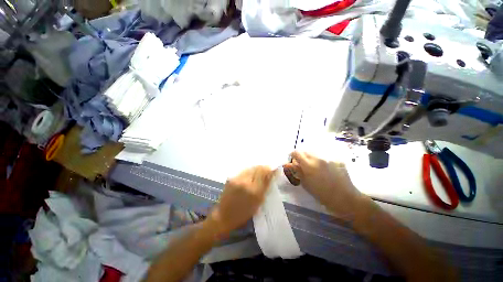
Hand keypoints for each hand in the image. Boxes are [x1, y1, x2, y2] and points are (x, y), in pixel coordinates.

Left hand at [209, 166, 273, 236]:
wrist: (224, 215)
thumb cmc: (244, 213)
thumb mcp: (258, 202)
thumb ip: (265, 186)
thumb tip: (271, 174)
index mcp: (254, 190)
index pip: (263, 173)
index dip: (269, 169)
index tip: (272, 169)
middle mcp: (245, 182)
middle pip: (257, 168)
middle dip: (263, 168)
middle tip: (267, 170)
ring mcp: (237, 179)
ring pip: (250, 168)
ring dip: (256, 169)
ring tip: (259, 172)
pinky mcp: (231, 178)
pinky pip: (243, 171)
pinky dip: (249, 171)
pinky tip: (250, 175)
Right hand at [283, 151, 364, 218]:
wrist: (345, 198)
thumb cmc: (322, 194)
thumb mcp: (306, 184)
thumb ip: (297, 171)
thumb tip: (288, 164)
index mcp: (309, 165)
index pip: (297, 152)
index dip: (293, 155)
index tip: (293, 159)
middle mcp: (318, 158)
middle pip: (306, 150)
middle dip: (302, 155)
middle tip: (303, 164)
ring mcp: (329, 157)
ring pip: (315, 152)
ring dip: (311, 156)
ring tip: (314, 166)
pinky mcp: (337, 159)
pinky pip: (325, 156)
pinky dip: (322, 159)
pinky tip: (325, 168)